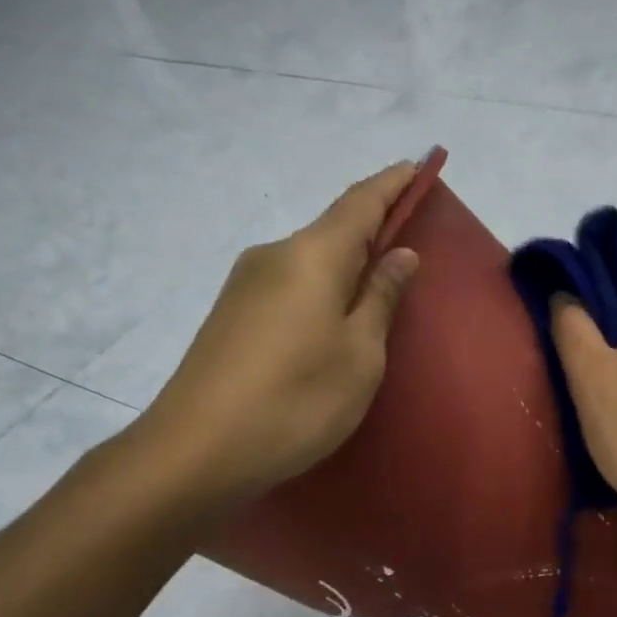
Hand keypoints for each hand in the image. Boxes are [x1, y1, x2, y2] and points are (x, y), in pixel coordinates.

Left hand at [123, 162, 420, 514]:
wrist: (197, 450)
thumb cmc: (297, 400)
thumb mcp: (360, 354)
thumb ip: (380, 298)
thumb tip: (399, 253)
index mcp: (312, 255)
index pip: (360, 202)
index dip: (393, 184)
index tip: (419, 166)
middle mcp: (273, 256)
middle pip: (332, 230)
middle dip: (371, 230)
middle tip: (408, 245)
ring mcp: (244, 285)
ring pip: (308, 262)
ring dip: (345, 266)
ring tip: (374, 292)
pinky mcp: (230, 316)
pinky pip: (289, 287)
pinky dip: (319, 290)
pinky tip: (330, 321)